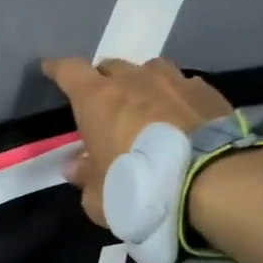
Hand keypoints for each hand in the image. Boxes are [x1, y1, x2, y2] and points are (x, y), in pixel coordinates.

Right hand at [40, 56, 232, 225]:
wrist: (213, 180)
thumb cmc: (140, 185)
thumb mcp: (100, 196)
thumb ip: (85, 178)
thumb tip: (76, 166)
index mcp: (97, 99)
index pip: (69, 71)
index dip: (58, 69)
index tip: (50, 69)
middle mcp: (133, 79)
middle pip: (110, 66)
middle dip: (102, 80)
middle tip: (103, 101)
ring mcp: (173, 80)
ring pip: (149, 69)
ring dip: (141, 83)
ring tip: (144, 104)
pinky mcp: (207, 91)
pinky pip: (182, 85)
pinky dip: (175, 96)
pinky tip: (180, 116)